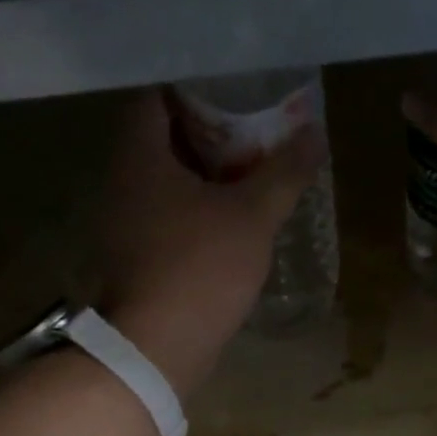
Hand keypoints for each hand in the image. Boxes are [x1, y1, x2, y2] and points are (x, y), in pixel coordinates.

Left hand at [93, 89, 325, 393]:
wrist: (156, 346)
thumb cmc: (200, 268)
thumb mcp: (253, 217)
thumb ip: (284, 173)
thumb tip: (316, 134)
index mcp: (139, 156)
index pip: (157, 97)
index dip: (196, 89)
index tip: (236, 93)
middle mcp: (121, 182)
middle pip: (163, 141)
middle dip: (208, 135)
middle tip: (255, 134)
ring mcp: (123, 224)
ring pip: (166, 185)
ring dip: (203, 179)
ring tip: (250, 178)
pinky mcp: (133, 260)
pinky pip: (166, 220)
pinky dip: (195, 215)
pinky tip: (230, 226)